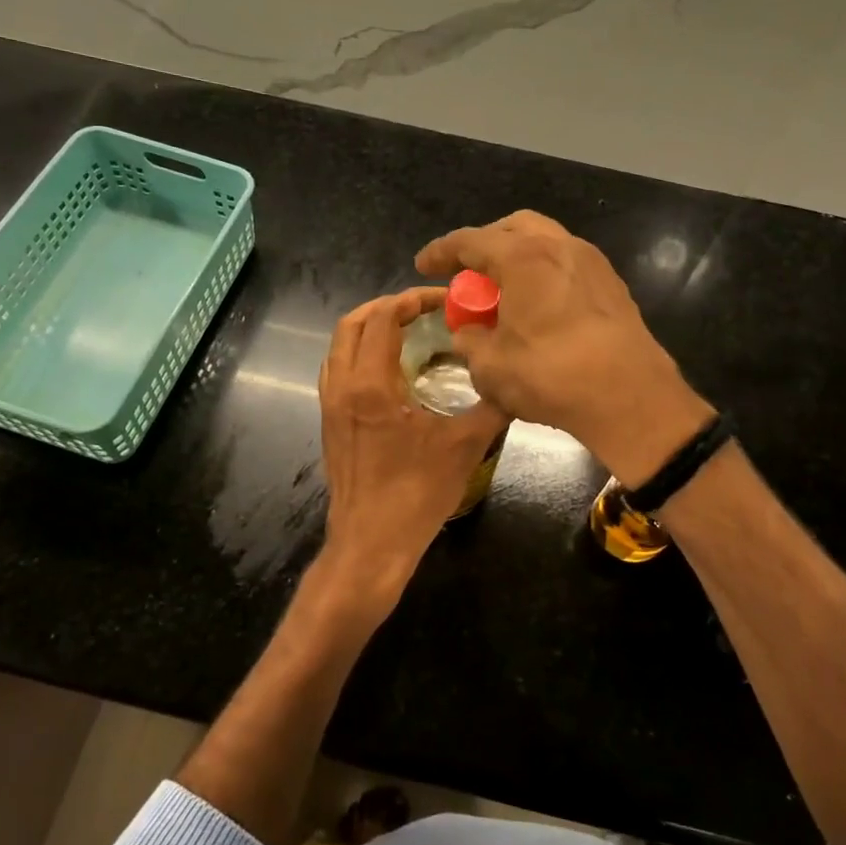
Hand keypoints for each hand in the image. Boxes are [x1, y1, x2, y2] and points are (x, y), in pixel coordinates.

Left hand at [311, 288, 508, 625]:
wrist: (370, 544)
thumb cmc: (416, 494)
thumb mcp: (464, 445)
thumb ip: (492, 406)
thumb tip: (515, 378)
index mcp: (371, 385)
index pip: (383, 318)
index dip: (411, 300)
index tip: (442, 300)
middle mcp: (342, 387)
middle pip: (352, 324)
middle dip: (387, 307)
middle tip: (423, 309)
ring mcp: (331, 405)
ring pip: (339, 346)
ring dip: (369, 328)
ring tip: (406, 331)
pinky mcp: (330, 422)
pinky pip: (337, 369)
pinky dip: (358, 353)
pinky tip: (389, 369)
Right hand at [415, 211, 710, 484]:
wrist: (630, 397)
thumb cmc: (551, 375)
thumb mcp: (491, 366)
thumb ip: (469, 342)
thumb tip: (468, 335)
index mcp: (523, 256)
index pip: (470, 241)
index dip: (441, 252)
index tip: (424, 264)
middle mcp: (559, 246)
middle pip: (512, 228)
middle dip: (485, 245)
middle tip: (468, 273)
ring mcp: (592, 262)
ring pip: (545, 243)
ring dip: (518, 258)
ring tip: (503, 290)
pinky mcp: (613, 285)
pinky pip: (567, 265)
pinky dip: (544, 274)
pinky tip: (538, 306)